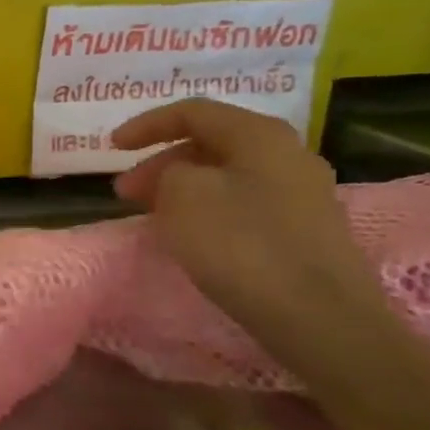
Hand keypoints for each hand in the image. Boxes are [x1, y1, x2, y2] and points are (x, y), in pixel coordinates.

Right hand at [111, 100, 391, 370]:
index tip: (111, 147)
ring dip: (182, 188)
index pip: (192, 112)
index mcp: (260, 135)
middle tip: (126, 191)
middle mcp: (288, 154)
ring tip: (152, 214)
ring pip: (226, 176)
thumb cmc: (242, 244)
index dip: (146, 124)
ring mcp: (302, 194)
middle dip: (161, 162)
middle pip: (211, 144)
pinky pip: (243, 204)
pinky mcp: (305, 231)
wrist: (318, 317)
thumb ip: (170, 172)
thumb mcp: (183, 195)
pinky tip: (192, 235)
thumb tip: (180, 176)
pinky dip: (208, 210)